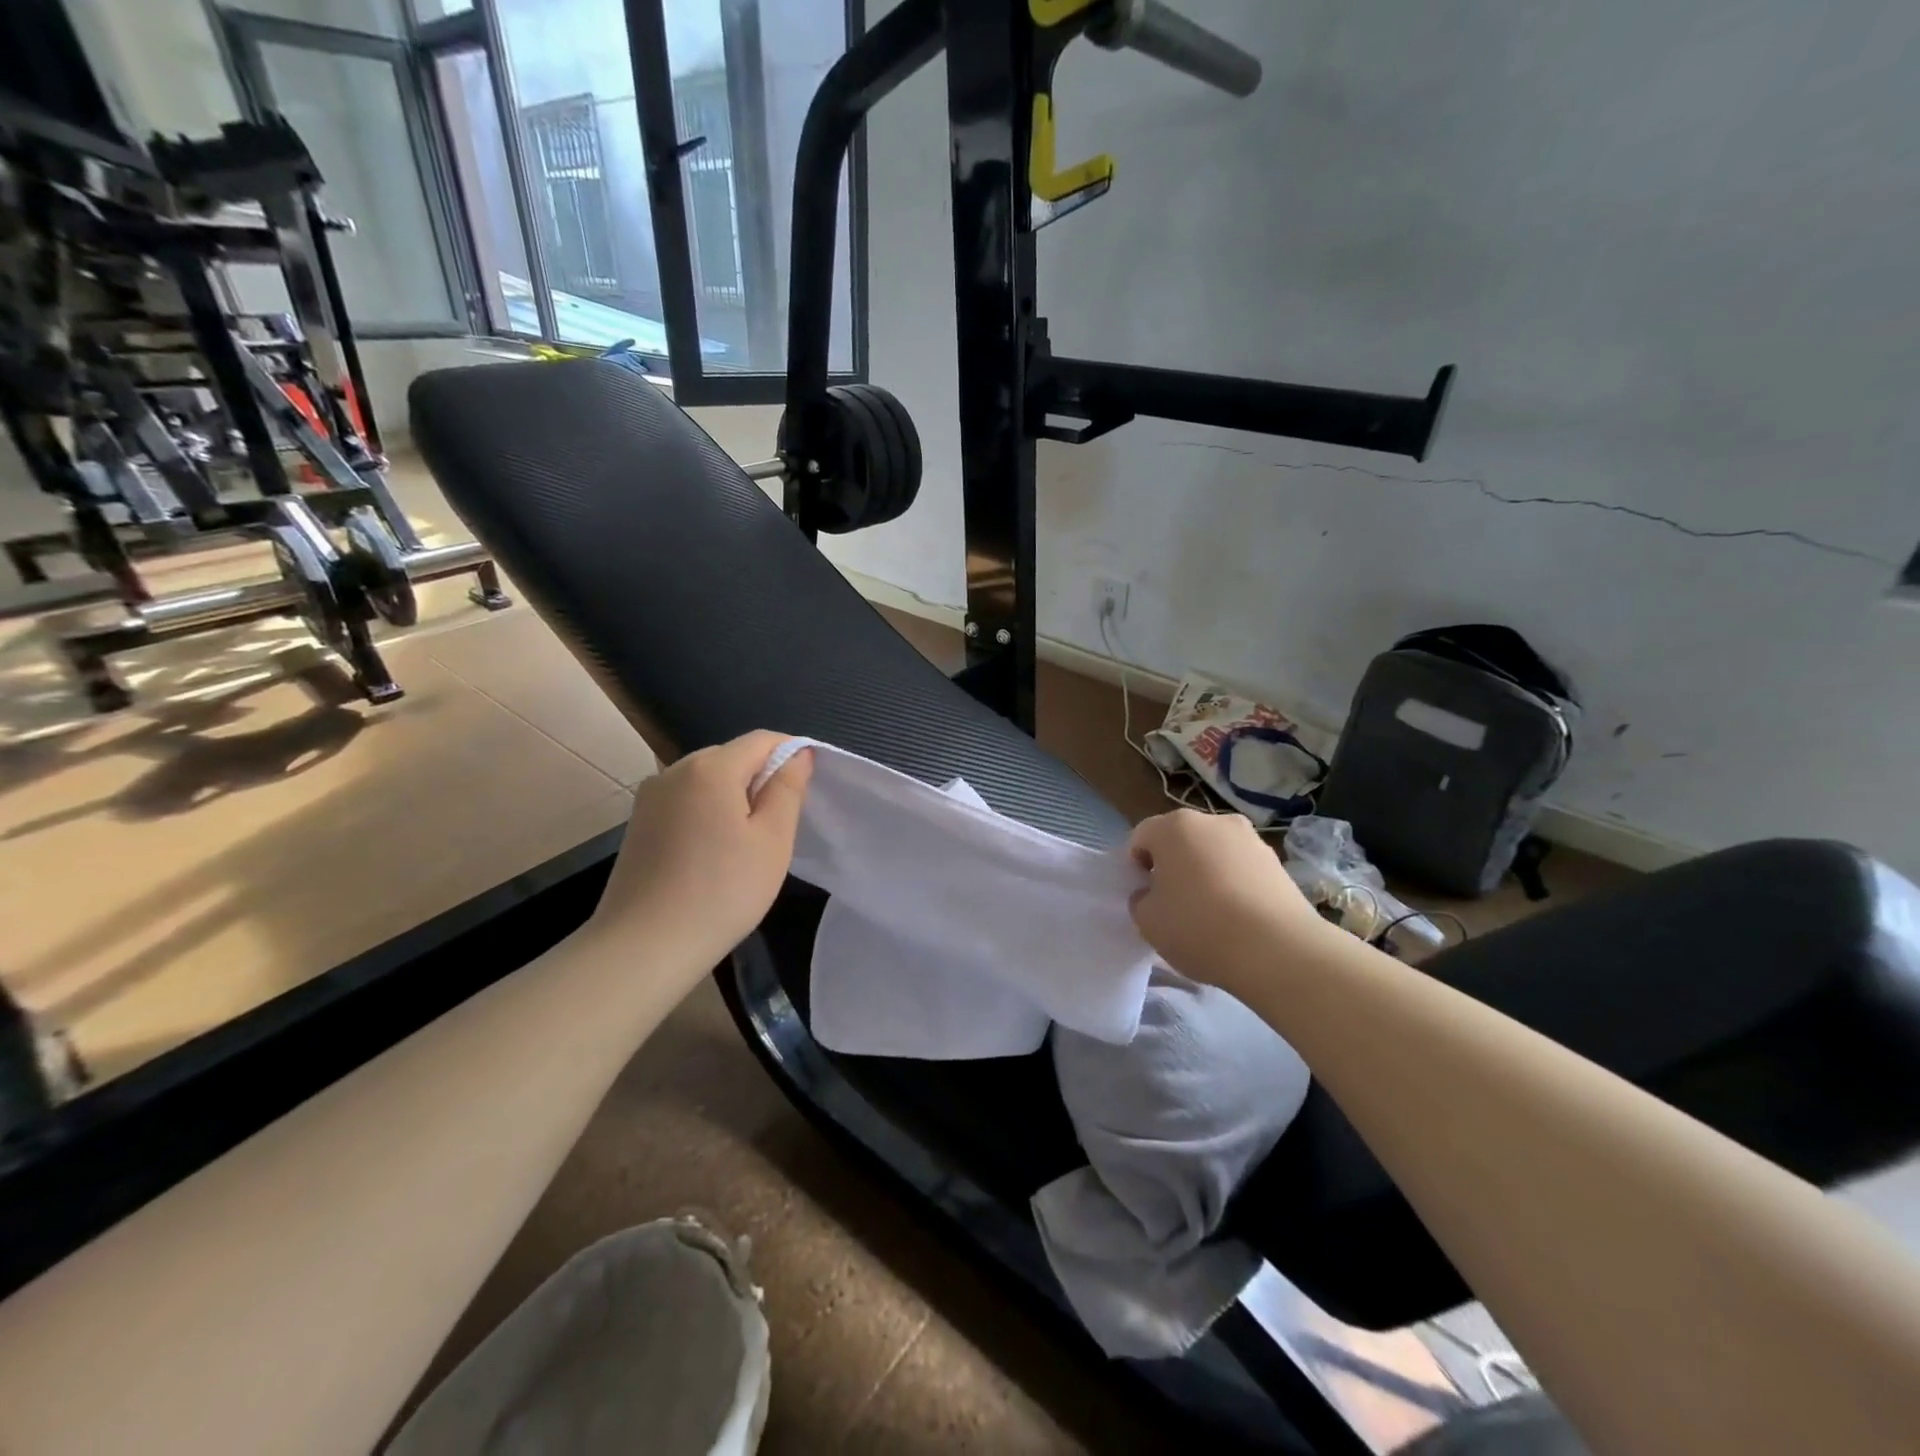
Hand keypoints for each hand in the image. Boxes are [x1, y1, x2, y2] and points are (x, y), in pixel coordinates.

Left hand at [591, 731, 812, 975]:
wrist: (644, 948)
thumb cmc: (722, 893)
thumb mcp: (772, 841)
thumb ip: (788, 789)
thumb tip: (798, 754)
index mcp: (711, 768)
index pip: (762, 739)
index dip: (791, 754)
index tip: (807, 789)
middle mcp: (674, 770)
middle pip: (732, 756)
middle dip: (761, 777)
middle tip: (780, 825)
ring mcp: (651, 796)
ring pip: (708, 779)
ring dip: (734, 797)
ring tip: (747, 843)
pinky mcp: (639, 822)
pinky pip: (685, 800)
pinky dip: (708, 812)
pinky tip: (714, 853)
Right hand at [1128, 809, 1333, 999]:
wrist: (1278, 951)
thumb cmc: (1199, 928)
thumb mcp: (1148, 921)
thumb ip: (1141, 900)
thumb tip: (1153, 894)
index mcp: (1173, 827)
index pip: (1141, 838)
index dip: (1136, 867)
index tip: (1144, 896)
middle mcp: (1212, 821)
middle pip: (1180, 840)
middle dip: (1172, 865)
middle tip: (1173, 903)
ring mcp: (1249, 838)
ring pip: (1213, 852)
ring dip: (1205, 873)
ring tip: (1210, 913)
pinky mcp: (1277, 861)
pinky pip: (1241, 868)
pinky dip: (1234, 884)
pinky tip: (1237, 918)